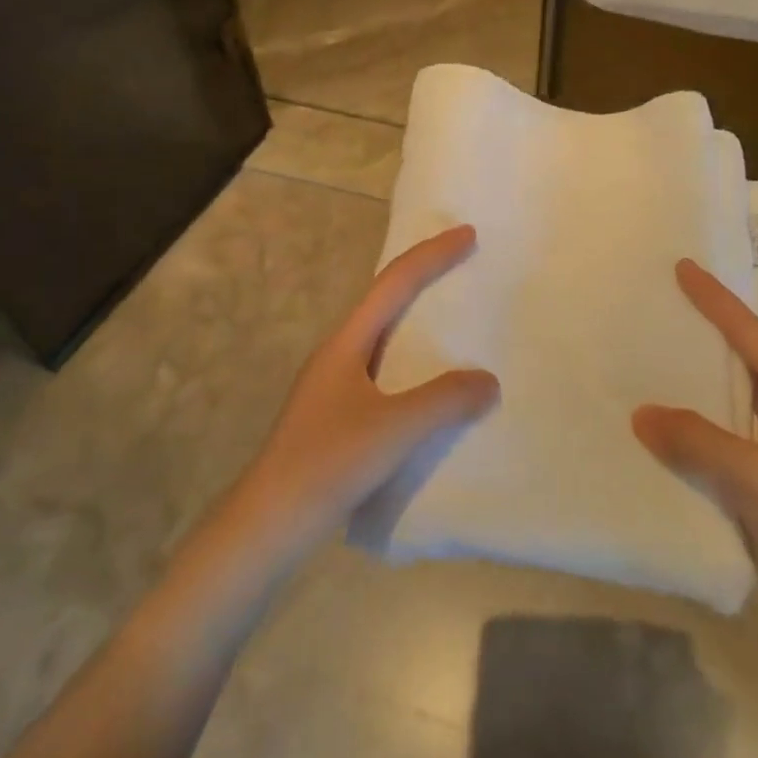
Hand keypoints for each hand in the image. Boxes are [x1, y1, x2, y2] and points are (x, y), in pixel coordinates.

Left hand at [239, 225, 499, 543]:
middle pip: (386, 300)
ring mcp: (335, 385)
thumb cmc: (329, 463)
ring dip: (418, 320)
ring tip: (455, 320)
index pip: (394, 283)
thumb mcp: (394, 429)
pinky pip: (384, 370)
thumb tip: (488, 380)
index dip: (432, 254)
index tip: (468, 235)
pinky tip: (431, 385)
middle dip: (425, 277)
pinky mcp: (337, 415)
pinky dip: (413, 361)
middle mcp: (338, 353)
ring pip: (384, 336)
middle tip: (465, 266)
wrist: (269, 522)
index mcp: (347, 342)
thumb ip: (444, 400)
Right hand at [633, 260, 757, 644]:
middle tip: (668, 308)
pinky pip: (731, 442)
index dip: (719, 302)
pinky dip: (702, 430)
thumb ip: (699, 442)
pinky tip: (671, 432)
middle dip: (713, 335)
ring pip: (739, 404)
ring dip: (704, 384)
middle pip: (751, 363)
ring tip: (660, 361)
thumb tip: (640, 413)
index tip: (684, 267)